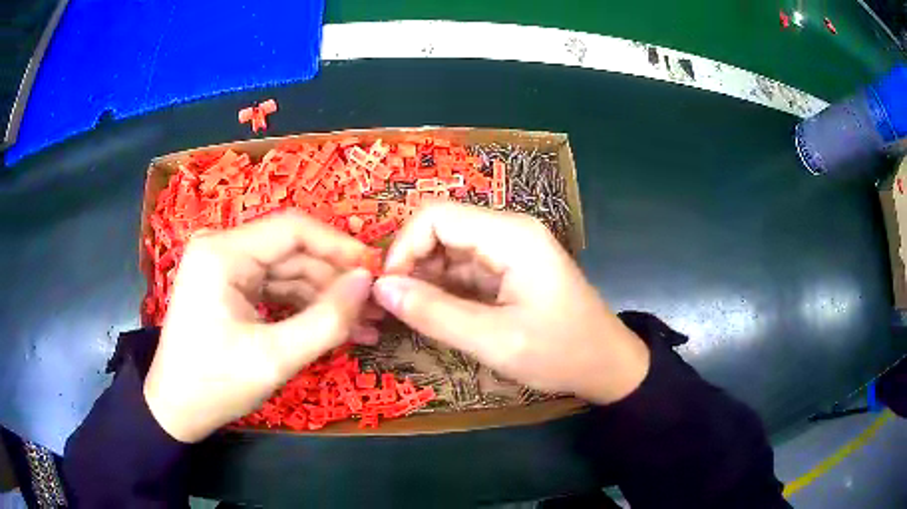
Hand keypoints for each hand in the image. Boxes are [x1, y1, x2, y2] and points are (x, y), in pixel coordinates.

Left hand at [144, 211, 373, 442]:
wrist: (176, 409)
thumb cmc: (216, 384)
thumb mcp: (274, 358)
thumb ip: (326, 320)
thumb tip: (366, 283)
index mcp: (223, 253)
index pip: (293, 229)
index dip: (339, 246)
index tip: (376, 270)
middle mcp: (222, 248)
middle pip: (292, 251)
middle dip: (336, 280)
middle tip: (376, 308)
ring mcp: (224, 267)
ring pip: (287, 271)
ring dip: (324, 297)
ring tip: (364, 325)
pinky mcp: (228, 287)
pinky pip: (274, 288)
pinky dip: (303, 307)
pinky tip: (334, 327)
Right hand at [372, 203, 649, 404]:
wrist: (606, 365)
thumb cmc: (560, 353)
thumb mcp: (494, 341)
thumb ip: (434, 313)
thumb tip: (380, 289)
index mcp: (511, 235)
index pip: (436, 216)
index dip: (403, 247)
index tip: (388, 290)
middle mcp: (508, 231)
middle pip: (441, 228)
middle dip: (410, 263)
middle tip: (392, 306)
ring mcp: (509, 250)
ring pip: (448, 249)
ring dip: (423, 277)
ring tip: (407, 313)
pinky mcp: (508, 269)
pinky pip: (463, 268)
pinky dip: (442, 288)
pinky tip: (432, 313)